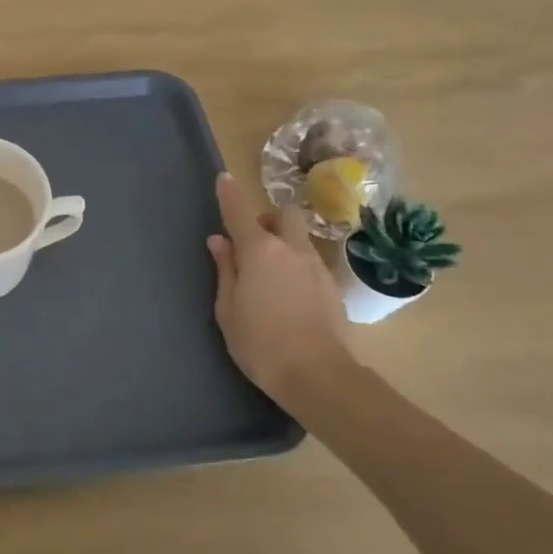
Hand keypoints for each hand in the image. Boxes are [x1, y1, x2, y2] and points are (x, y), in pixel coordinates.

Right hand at [207, 173, 353, 407]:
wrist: (317, 375)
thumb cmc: (260, 342)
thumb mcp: (228, 308)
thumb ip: (225, 269)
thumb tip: (220, 242)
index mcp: (259, 251)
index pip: (240, 212)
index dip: (229, 194)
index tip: (224, 178)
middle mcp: (290, 249)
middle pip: (283, 215)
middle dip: (268, 220)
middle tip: (253, 244)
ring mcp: (316, 266)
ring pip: (299, 239)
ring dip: (283, 244)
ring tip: (270, 276)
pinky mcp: (332, 286)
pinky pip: (310, 262)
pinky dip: (297, 267)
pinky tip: (290, 296)